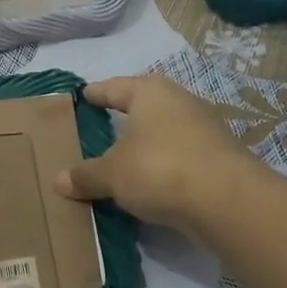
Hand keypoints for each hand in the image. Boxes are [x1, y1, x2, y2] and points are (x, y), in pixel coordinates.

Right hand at [54, 75, 266, 236]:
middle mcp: (180, 101)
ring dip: (147, 143)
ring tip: (125, 157)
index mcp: (150, 92)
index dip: (96, 93)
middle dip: (125, 117)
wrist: (228, 200)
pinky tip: (153, 181)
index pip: (115, 87)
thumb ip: (86, 175)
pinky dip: (165, 164)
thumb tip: (58, 180)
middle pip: (145, 105)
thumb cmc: (160, 169)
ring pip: (165, 131)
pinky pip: (181, 155)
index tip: (82, 95)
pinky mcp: (219, 157)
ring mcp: (205, 128)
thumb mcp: (113, 174)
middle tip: (101, 126)